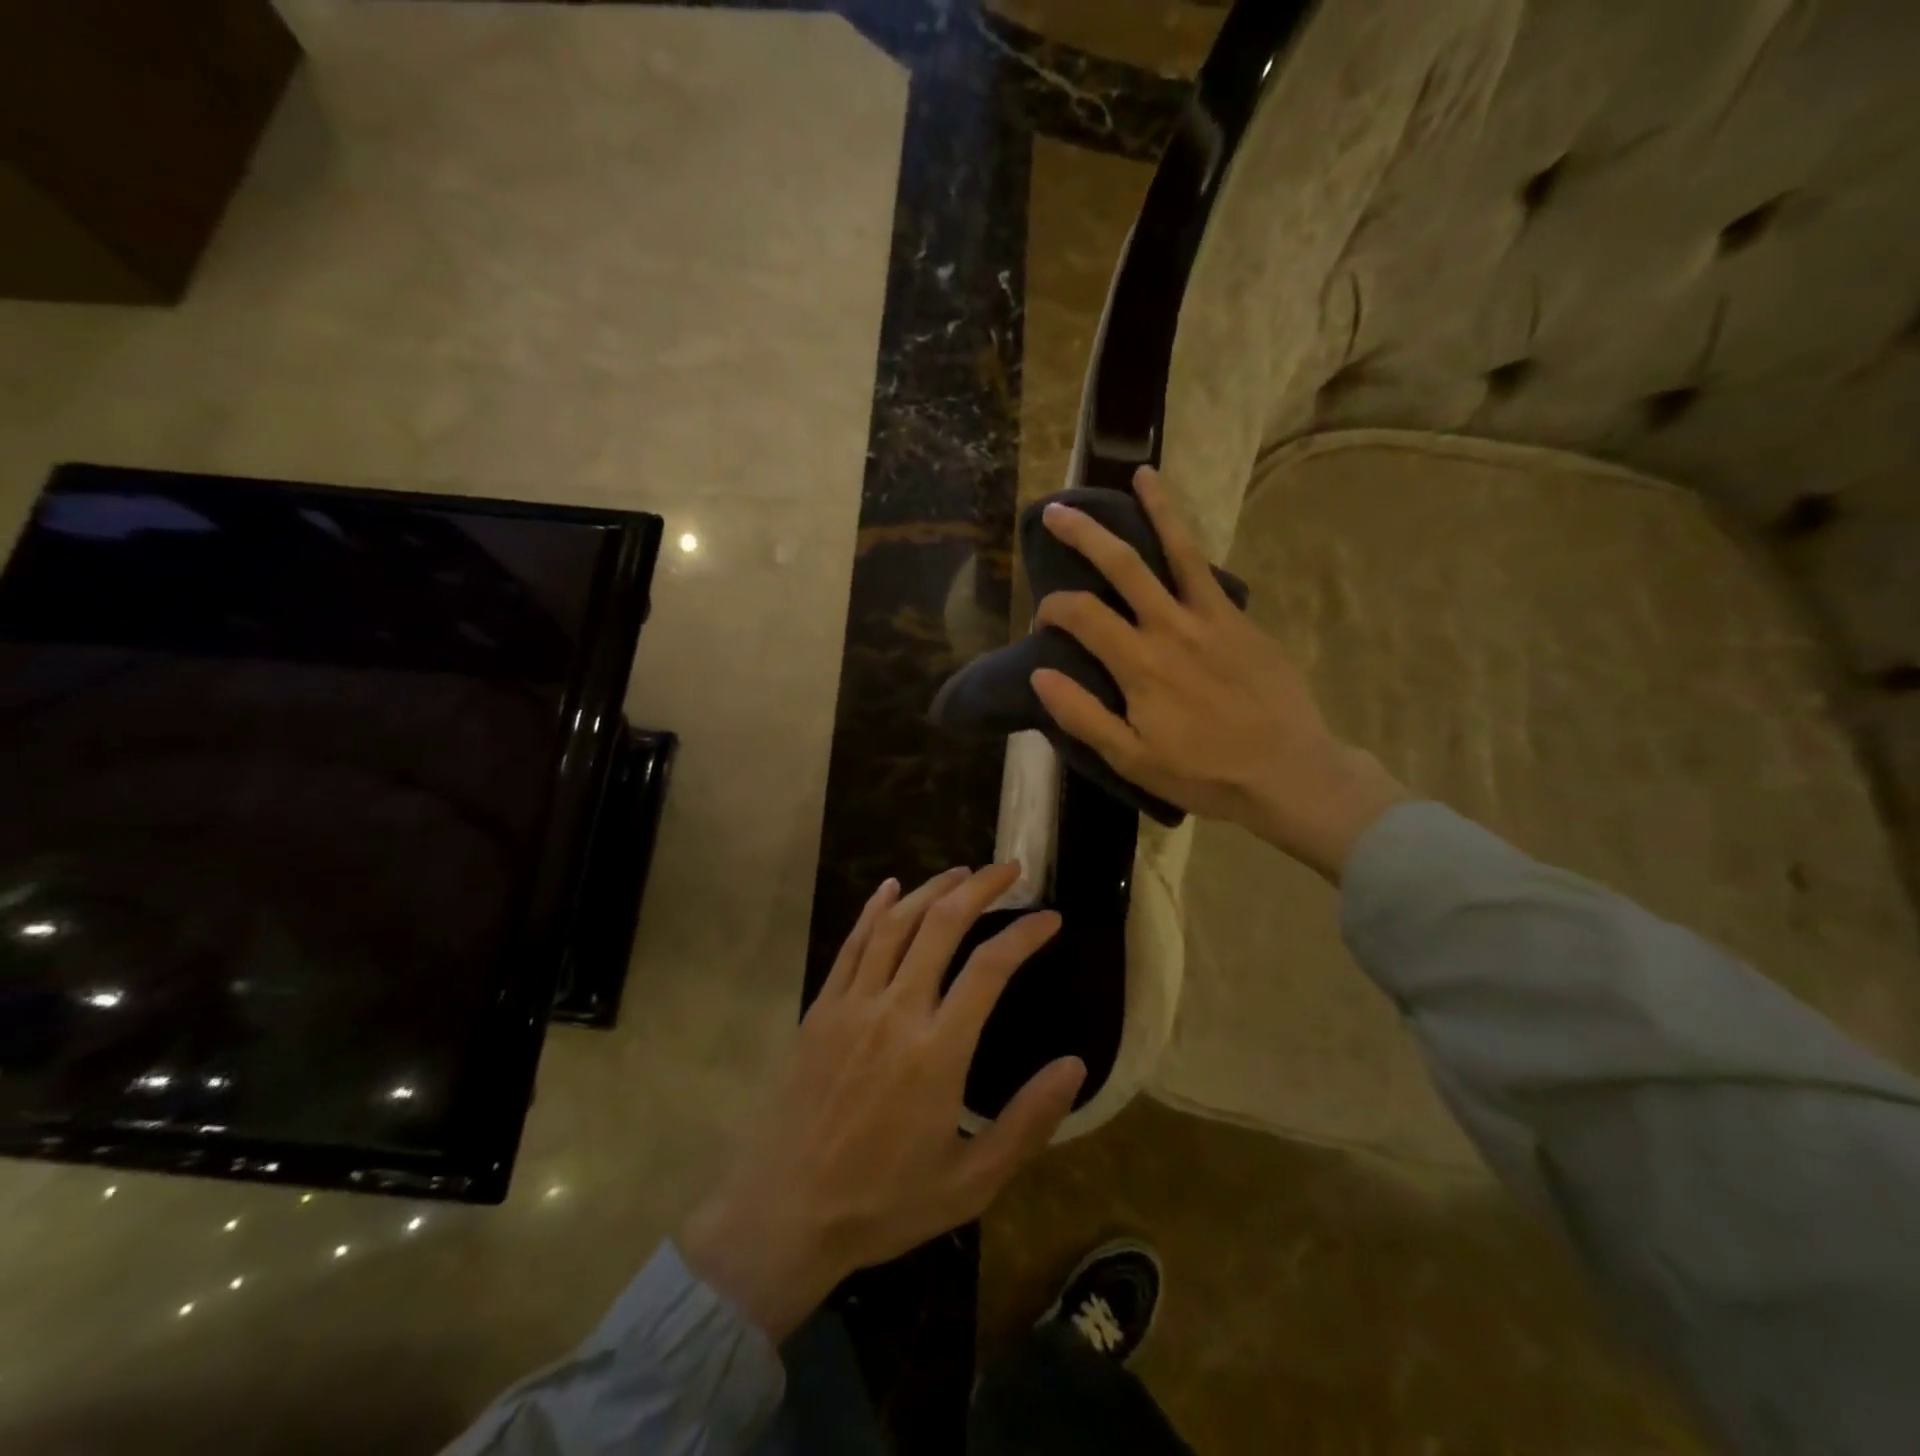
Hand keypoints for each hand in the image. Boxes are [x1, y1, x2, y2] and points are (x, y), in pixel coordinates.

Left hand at [678, 865, 1085, 1340]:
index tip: (1049, 917)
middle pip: (941, 926)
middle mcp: (895, 1011)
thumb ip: (1028, 1121)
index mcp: (938, 1051)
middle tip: (1008, 869)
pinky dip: (874, 909)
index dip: (1024, 933)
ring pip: (895, 924)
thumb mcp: (972, 1181)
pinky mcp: (821, 1008)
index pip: (990, 968)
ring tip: (961, 872)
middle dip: (980, 888)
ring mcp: (852, 1004)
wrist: (785, 1213)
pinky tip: (890, 888)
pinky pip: (851, 944)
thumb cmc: (884, 1202)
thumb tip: (1075, 1065)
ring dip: (931, 889)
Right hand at [1031, 466, 1405, 879]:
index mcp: (1139, 663)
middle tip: (1057, 511)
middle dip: (1084, 534)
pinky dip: (1192, 546)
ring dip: (1156, 510)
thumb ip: (1082, 715)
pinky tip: (1181, 533)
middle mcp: (1172, 627)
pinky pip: (1210, 573)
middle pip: (1122, 564)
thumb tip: (1040, 673)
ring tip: (1141, 476)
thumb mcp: (1132, 758)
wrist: (1287, 772)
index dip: (1053, 607)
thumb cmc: (1203, 772)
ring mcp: (1212, 617)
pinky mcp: (1241, 620)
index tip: (1044, 618)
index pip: (1081, 614)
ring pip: (1178, 550)